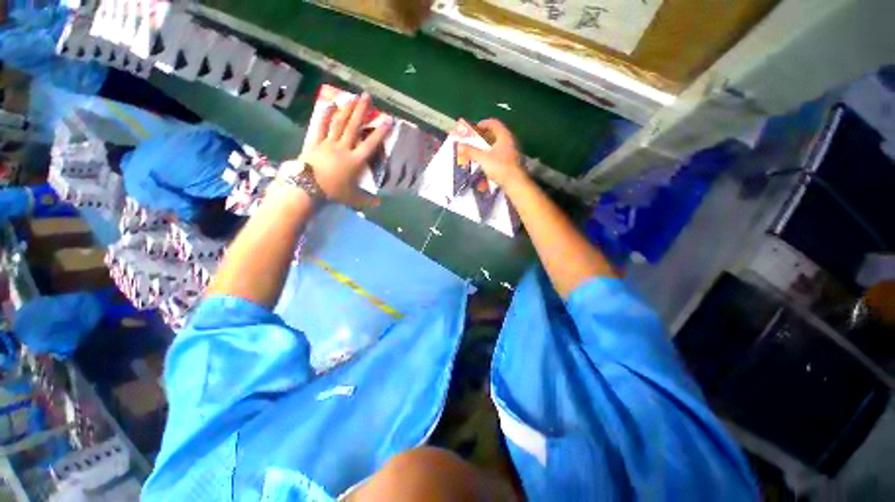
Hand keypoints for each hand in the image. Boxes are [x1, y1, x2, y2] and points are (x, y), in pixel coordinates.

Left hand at [282, 93, 391, 206]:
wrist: (307, 187)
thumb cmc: (333, 192)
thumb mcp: (353, 199)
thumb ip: (368, 200)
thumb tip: (380, 204)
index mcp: (355, 161)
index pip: (371, 144)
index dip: (380, 132)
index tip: (388, 119)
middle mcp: (344, 148)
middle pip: (354, 127)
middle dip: (362, 111)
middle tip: (367, 96)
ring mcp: (328, 143)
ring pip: (339, 123)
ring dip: (347, 109)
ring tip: (353, 97)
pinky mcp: (315, 142)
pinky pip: (320, 126)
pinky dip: (325, 115)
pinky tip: (330, 104)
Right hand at [457, 119, 527, 188]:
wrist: (515, 182)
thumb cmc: (500, 167)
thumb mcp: (483, 158)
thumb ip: (471, 151)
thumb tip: (459, 145)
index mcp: (504, 136)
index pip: (494, 123)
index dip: (483, 123)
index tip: (474, 128)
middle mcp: (510, 141)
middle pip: (496, 133)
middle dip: (484, 135)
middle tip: (474, 140)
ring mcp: (512, 151)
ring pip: (498, 144)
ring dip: (488, 145)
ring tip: (478, 150)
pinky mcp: (511, 161)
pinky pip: (500, 153)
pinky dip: (492, 153)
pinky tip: (486, 161)